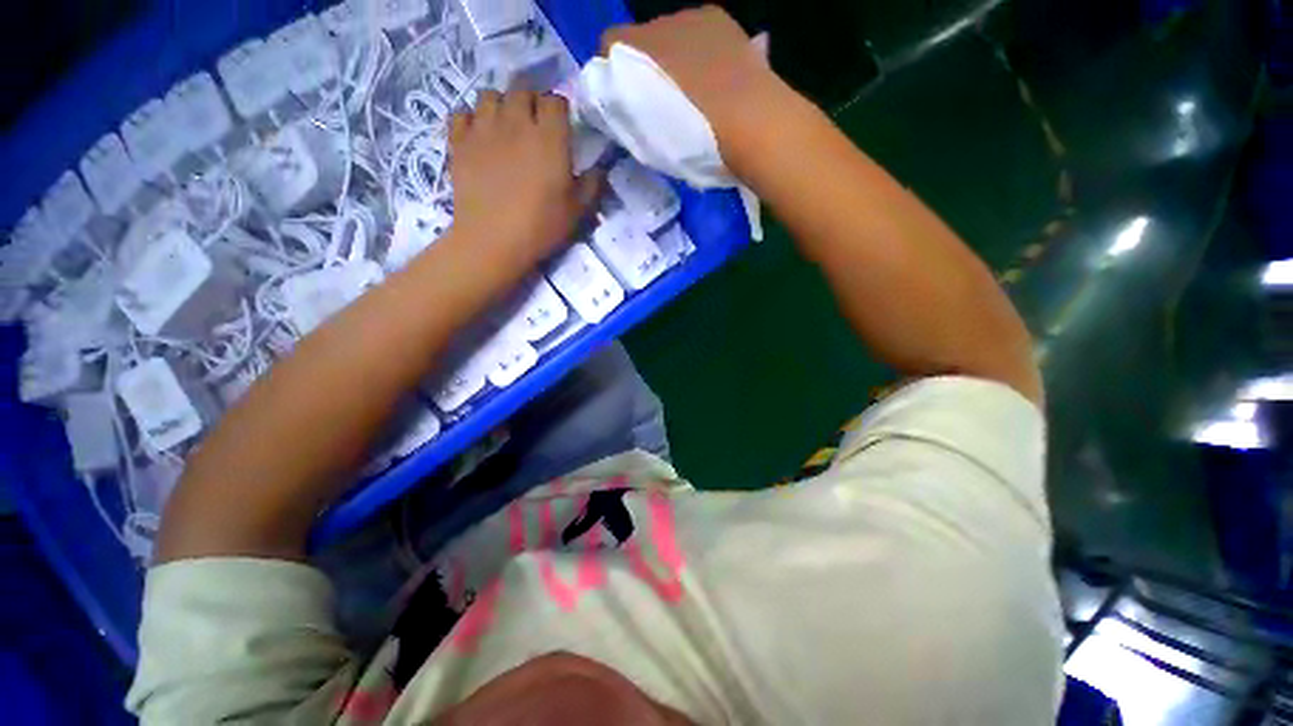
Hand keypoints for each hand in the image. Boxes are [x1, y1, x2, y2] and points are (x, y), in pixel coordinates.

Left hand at [449, 90, 600, 268]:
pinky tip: (479, 135)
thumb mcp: (577, 211)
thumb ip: (592, 186)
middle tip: (533, 125)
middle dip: (530, 102)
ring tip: (505, 126)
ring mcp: (484, 129)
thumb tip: (600, 170)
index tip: (561, 126)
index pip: (555, 101)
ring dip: (500, 105)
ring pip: (490, 94)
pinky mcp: (459, 142)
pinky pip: (462, 112)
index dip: (559, 110)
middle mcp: (516, 123)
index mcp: (550, 138)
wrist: (493, 241)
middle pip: (522, 90)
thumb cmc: (541, 227)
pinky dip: (471, 118)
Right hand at [601, 6, 787, 174]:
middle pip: (640, 41)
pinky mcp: (717, 18)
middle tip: (661, 103)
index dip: (613, 77)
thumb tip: (625, 109)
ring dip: (673, 59)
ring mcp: (688, 16)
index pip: (608, 49)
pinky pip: (697, 32)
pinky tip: (713, 77)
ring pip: (669, 36)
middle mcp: (654, 24)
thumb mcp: (648, 144)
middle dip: (645, 68)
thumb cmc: (694, 144)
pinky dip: (699, 51)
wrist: (750, 124)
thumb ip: (629, 119)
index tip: (624, 104)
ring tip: (692, 93)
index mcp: (630, 54)